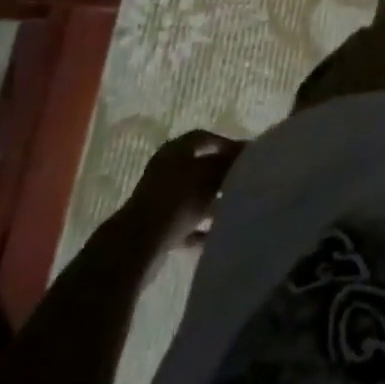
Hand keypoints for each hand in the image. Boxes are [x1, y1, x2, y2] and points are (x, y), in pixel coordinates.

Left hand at [129, 129, 244, 246]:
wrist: (139, 246)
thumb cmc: (177, 199)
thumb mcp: (209, 175)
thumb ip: (228, 162)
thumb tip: (245, 149)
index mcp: (175, 150)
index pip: (203, 138)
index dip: (225, 144)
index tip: (245, 155)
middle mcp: (165, 170)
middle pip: (198, 168)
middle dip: (220, 176)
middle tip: (243, 182)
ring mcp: (160, 200)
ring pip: (193, 197)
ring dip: (212, 203)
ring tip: (234, 208)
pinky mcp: (158, 228)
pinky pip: (186, 224)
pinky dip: (201, 228)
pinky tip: (217, 234)